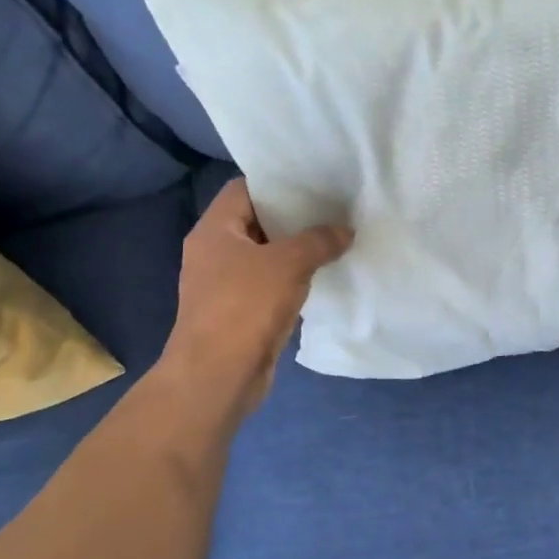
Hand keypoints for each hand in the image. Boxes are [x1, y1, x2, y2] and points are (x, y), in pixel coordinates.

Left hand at [159, 179, 351, 419]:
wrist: (218, 376)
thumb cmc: (246, 307)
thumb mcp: (289, 263)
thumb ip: (319, 241)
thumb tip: (345, 231)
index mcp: (214, 230)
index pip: (244, 189)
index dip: (278, 183)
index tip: (314, 182)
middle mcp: (213, 252)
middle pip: (257, 222)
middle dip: (294, 218)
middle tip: (334, 210)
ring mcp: (223, 285)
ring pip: (265, 257)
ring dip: (296, 252)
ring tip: (335, 240)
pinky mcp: (237, 313)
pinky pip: (268, 286)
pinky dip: (292, 281)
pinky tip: (322, 278)